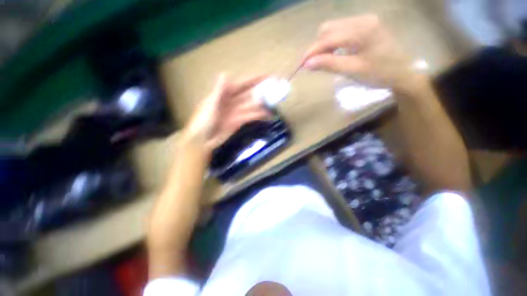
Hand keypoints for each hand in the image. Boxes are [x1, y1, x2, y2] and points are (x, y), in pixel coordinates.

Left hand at [183, 74, 269, 155]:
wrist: (202, 140)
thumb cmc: (202, 121)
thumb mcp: (211, 106)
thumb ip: (219, 92)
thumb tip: (225, 74)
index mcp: (224, 94)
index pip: (242, 84)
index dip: (253, 80)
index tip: (266, 77)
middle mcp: (232, 101)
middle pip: (249, 94)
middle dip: (261, 91)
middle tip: (274, 91)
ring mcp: (236, 112)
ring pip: (251, 106)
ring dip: (261, 106)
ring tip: (272, 106)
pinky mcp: (238, 122)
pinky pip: (250, 117)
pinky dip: (258, 116)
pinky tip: (266, 116)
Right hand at [303, 14, 416, 89]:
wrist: (402, 73)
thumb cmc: (379, 74)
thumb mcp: (352, 70)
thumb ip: (329, 64)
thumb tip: (307, 64)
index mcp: (362, 30)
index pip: (328, 38)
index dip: (312, 51)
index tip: (300, 65)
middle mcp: (362, 19)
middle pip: (328, 29)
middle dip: (317, 47)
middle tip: (314, 65)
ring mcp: (364, 21)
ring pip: (333, 29)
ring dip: (324, 45)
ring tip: (324, 61)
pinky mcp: (364, 26)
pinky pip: (341, 31)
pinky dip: (333, 43)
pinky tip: (334, 54)